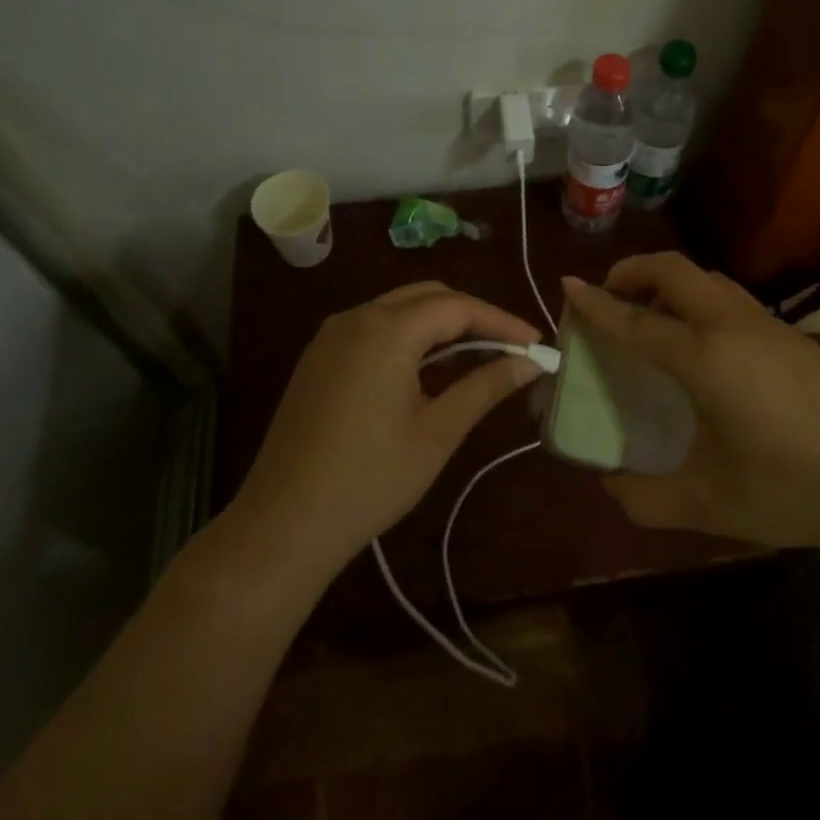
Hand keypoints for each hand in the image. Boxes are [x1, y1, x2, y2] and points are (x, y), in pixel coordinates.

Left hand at [224, 282, 543, 579]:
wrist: (283, 524)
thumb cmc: (370, 479)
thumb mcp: (438, 433)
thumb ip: (486, 386)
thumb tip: (530, 363)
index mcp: (387, 330)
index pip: (457, 307)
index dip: (501, 321)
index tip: (535, 343)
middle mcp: (356, 318)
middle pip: (428, 296)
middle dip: (472, 316)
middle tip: (510, 347)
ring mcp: (332, 336)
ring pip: (400, 309)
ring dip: (440, 324)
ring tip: (477, 355)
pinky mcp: (319, 357)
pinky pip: (374, 328)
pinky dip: (409, 336)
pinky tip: (427, 369)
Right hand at [562, 254, 819, 551]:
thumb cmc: (788, 491)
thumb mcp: (707, 504)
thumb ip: (646, 498)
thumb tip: (610, 484)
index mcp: (707, 360)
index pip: (637, 321)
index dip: (597, 304)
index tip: (567, 285)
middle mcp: (733, 327)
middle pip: (675, 271)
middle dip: (634, 271)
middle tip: (611, 295)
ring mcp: (766, 324)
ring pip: (706, 278)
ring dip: (670, 282)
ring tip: (651, 314)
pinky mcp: (788, 332)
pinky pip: (729, 296)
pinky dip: (698, 298)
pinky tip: (700, 340)